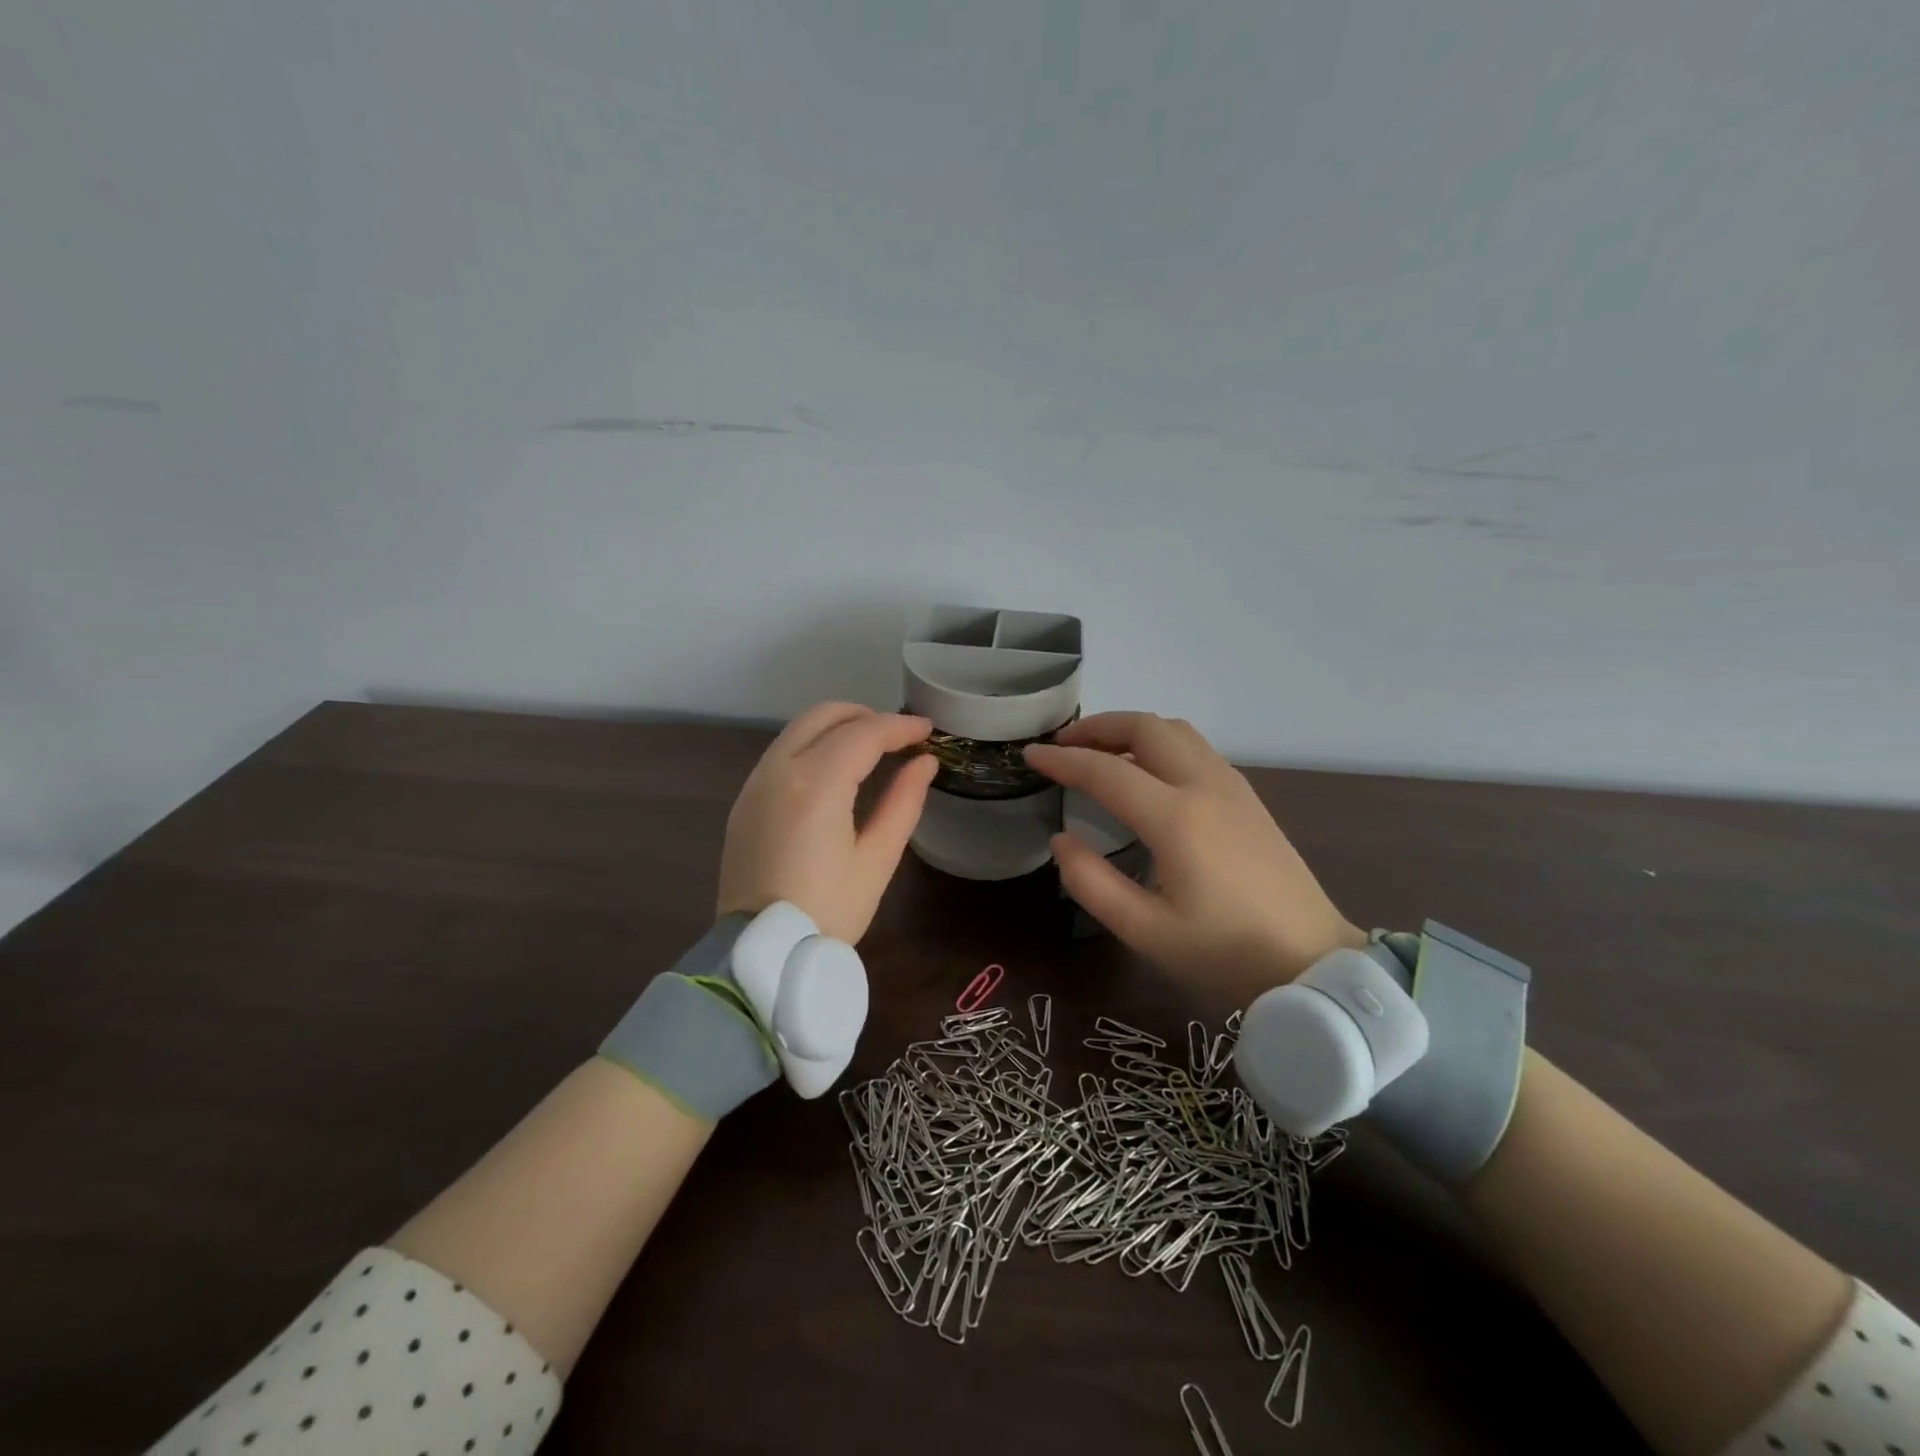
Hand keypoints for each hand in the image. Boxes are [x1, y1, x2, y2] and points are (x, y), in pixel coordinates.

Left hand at [716, 703, 937, 944]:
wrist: (761, 952)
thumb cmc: (828, 911)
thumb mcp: (877, 859)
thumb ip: (903, 802)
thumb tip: (924, 763)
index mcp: (816, 784)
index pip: (864, 734)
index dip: (900, 727)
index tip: (928, 730)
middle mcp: (779, 770)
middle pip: (823, 716)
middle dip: (865, 715)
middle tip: (898, 736)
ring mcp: (755, 783)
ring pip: (798, 729)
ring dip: (836, 727)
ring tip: (870, 750)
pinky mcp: (744, 800)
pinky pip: (781, 753)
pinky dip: (812, 746)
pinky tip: (833, 772)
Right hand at [1024, 712, 1364, 1001]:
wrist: (1312, 961)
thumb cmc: (1224, 952)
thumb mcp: (1145, 931)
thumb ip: (1091, 882)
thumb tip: (1061, 840)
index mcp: (1176, 819)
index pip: (1105, 771)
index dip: (1062, 759)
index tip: (1030, 754)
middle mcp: (1205, 786)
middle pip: (1146, 726)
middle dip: (1098, 726)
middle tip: (1064, 744)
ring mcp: (1232, 786)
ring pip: (1174, 730)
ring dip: (1130, 729)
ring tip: (1099, 751)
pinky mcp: (1247, 796)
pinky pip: (1195, 748)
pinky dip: (1158, 742)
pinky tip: (1145, 772)